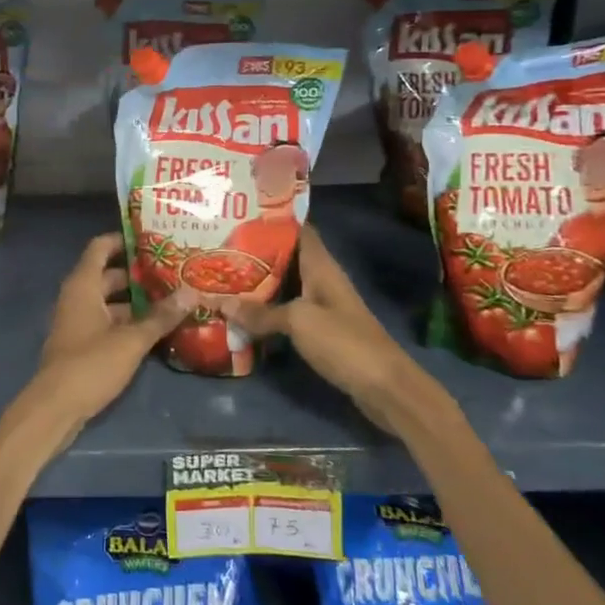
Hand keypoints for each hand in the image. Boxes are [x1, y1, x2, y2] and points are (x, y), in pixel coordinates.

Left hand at [11, 232, 194, 451]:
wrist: (55, 408)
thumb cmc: (90, 364)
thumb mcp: (131, 340)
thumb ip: (161, 317)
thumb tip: (191, 292)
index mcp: (83, 285)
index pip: (101, 247)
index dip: (124, 239)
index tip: (153, 238)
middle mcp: (78, 297)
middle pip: (109, 275)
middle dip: (139, 274)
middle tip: (174, 271)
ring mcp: (78, 322)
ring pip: (110, 302)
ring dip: (137, 301)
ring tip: (173, 300)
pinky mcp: (82, 344)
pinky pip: (107, 323)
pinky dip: (128, 322)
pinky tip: (156, 330)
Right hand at [217, 226, 435, 431]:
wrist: (385, 387)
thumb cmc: (344, 342)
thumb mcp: (298, 321)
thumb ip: (261, 312)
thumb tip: (221, 303)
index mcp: (321, 267)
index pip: (298, 231)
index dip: (272, 222)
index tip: (239, 217)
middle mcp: (322, 281)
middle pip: (286, 260)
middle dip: (255, 255)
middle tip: (219, 250)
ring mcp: (322, 307)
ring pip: (285, 287)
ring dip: (258, 285)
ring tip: (223, 278)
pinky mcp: (321, 332)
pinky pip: (288, 313)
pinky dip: (267, 312)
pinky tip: (243, 315)